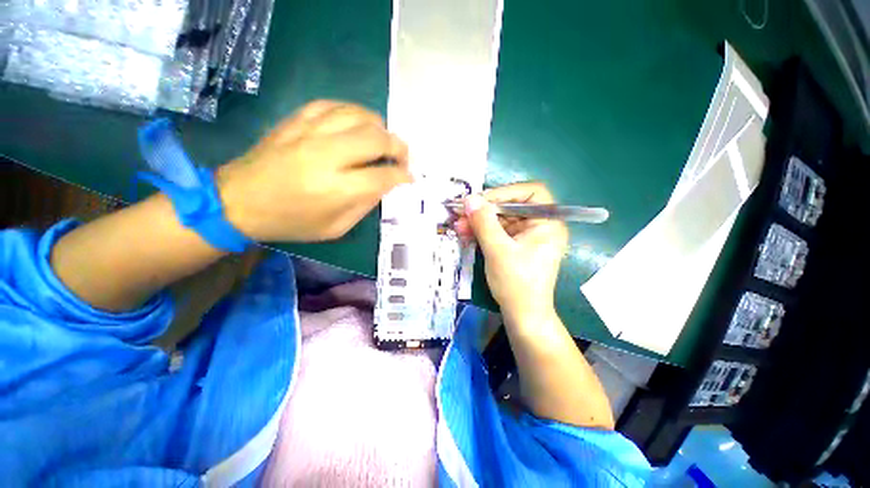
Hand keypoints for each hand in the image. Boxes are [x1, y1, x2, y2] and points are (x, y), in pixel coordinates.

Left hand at [219, 100, 410, 241]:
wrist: (239, 201)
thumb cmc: (292, 222)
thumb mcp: (335, 228)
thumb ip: (365, 205)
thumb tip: (386, 185)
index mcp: (336, 189)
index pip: (383, 176)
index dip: (402, 176)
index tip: (409, 177)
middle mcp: (326, 155)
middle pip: (376, 139)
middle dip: (398, 147)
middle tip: (402, 157)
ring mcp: (309, 132)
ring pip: (359, 115)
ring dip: (380, 127)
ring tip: (385, 140)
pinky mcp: (296, 120)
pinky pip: (335, 105)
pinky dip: (355, 113)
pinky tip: (360, 124)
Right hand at [454, 182, 567, 322]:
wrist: (522, 315)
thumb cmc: (516, 283)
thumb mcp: (498, 250)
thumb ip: (484, 222)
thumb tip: (469, 199)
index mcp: (548, 223)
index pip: (531, 193)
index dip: (505, 192)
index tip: (481, 200)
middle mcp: (540, 225)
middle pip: (512, 206)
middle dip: (485, 210)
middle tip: (462, 212)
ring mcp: (527, 236)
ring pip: (501, 219)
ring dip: (479, 221)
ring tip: (459, 225)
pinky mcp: (515, 245)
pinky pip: (498, 231)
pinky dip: (482, 231)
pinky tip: (466, 233)